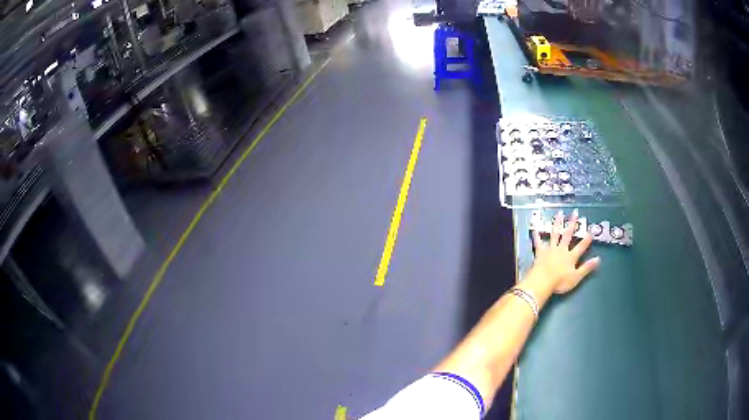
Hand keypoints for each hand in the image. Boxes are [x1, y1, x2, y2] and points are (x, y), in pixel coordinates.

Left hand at [530, 209, 599, 293]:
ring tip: (559, 213)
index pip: (581, 246)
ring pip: (555, 234)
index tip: (590, 231)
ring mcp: (550, 249)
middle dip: (572, 223)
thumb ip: (587, 267)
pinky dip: (537, 234)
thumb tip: (598, 259)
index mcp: (571, 256)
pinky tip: (535, 227)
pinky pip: (538, 242)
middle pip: (568, 235)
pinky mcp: (540, 252)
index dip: (586, 239)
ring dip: (557, 223)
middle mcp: (561, 249)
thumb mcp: (576, 277)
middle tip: (574, 212)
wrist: (542, 282)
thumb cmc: (560, 282)